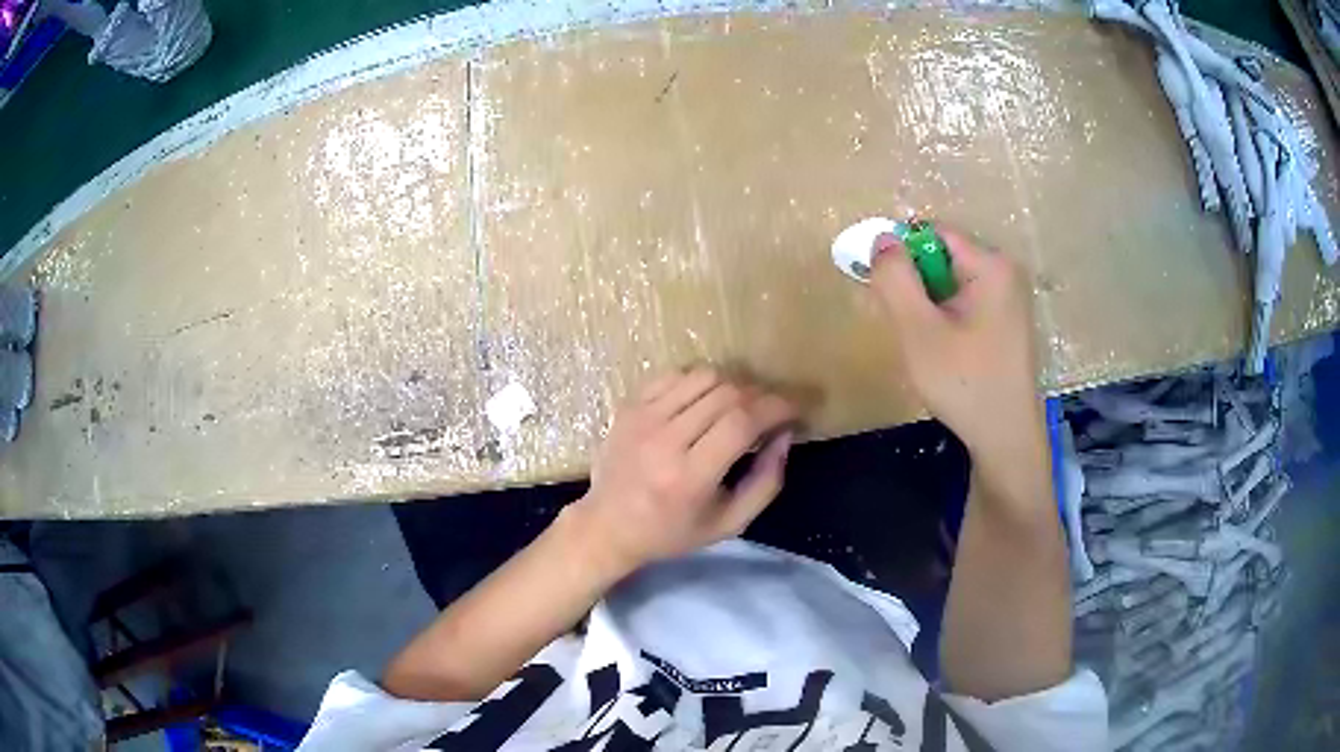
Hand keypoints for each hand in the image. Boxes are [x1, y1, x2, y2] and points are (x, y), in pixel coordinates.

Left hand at [567, 368, 798, 576]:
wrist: (608, 525)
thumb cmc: (672, 532)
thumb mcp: (730, 523)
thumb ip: (766, 482)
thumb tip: (785, 435)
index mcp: (689, 477)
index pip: (741, 423)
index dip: (776, 408)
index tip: (795, 410)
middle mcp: (664, 441)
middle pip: (727, 394)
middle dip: (761, 396)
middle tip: (772, 411)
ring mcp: (642, 418)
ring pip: (703, 376)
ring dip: (733, 384)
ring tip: (741, 405)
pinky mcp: (629, 405)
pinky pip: (675, 374)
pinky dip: (701, 380)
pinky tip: (706, 400)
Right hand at [869, 227, 1043, 461]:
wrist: (1005, 439)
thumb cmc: (964, 383)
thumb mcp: (919, 331)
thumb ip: (895, 279)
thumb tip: (881, 238)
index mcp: (991, 265)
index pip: (934, 233)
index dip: (902, 254)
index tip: (884, 289)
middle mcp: (1006, 273)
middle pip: (944, 257)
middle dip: (916, 284)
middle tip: (905, 325)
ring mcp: (1010, 299)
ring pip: (953, 283)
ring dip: (929, 304)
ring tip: (925, 344)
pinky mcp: (1008, 323)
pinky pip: (967, 303)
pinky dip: (947, 318)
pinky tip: (944, 352)